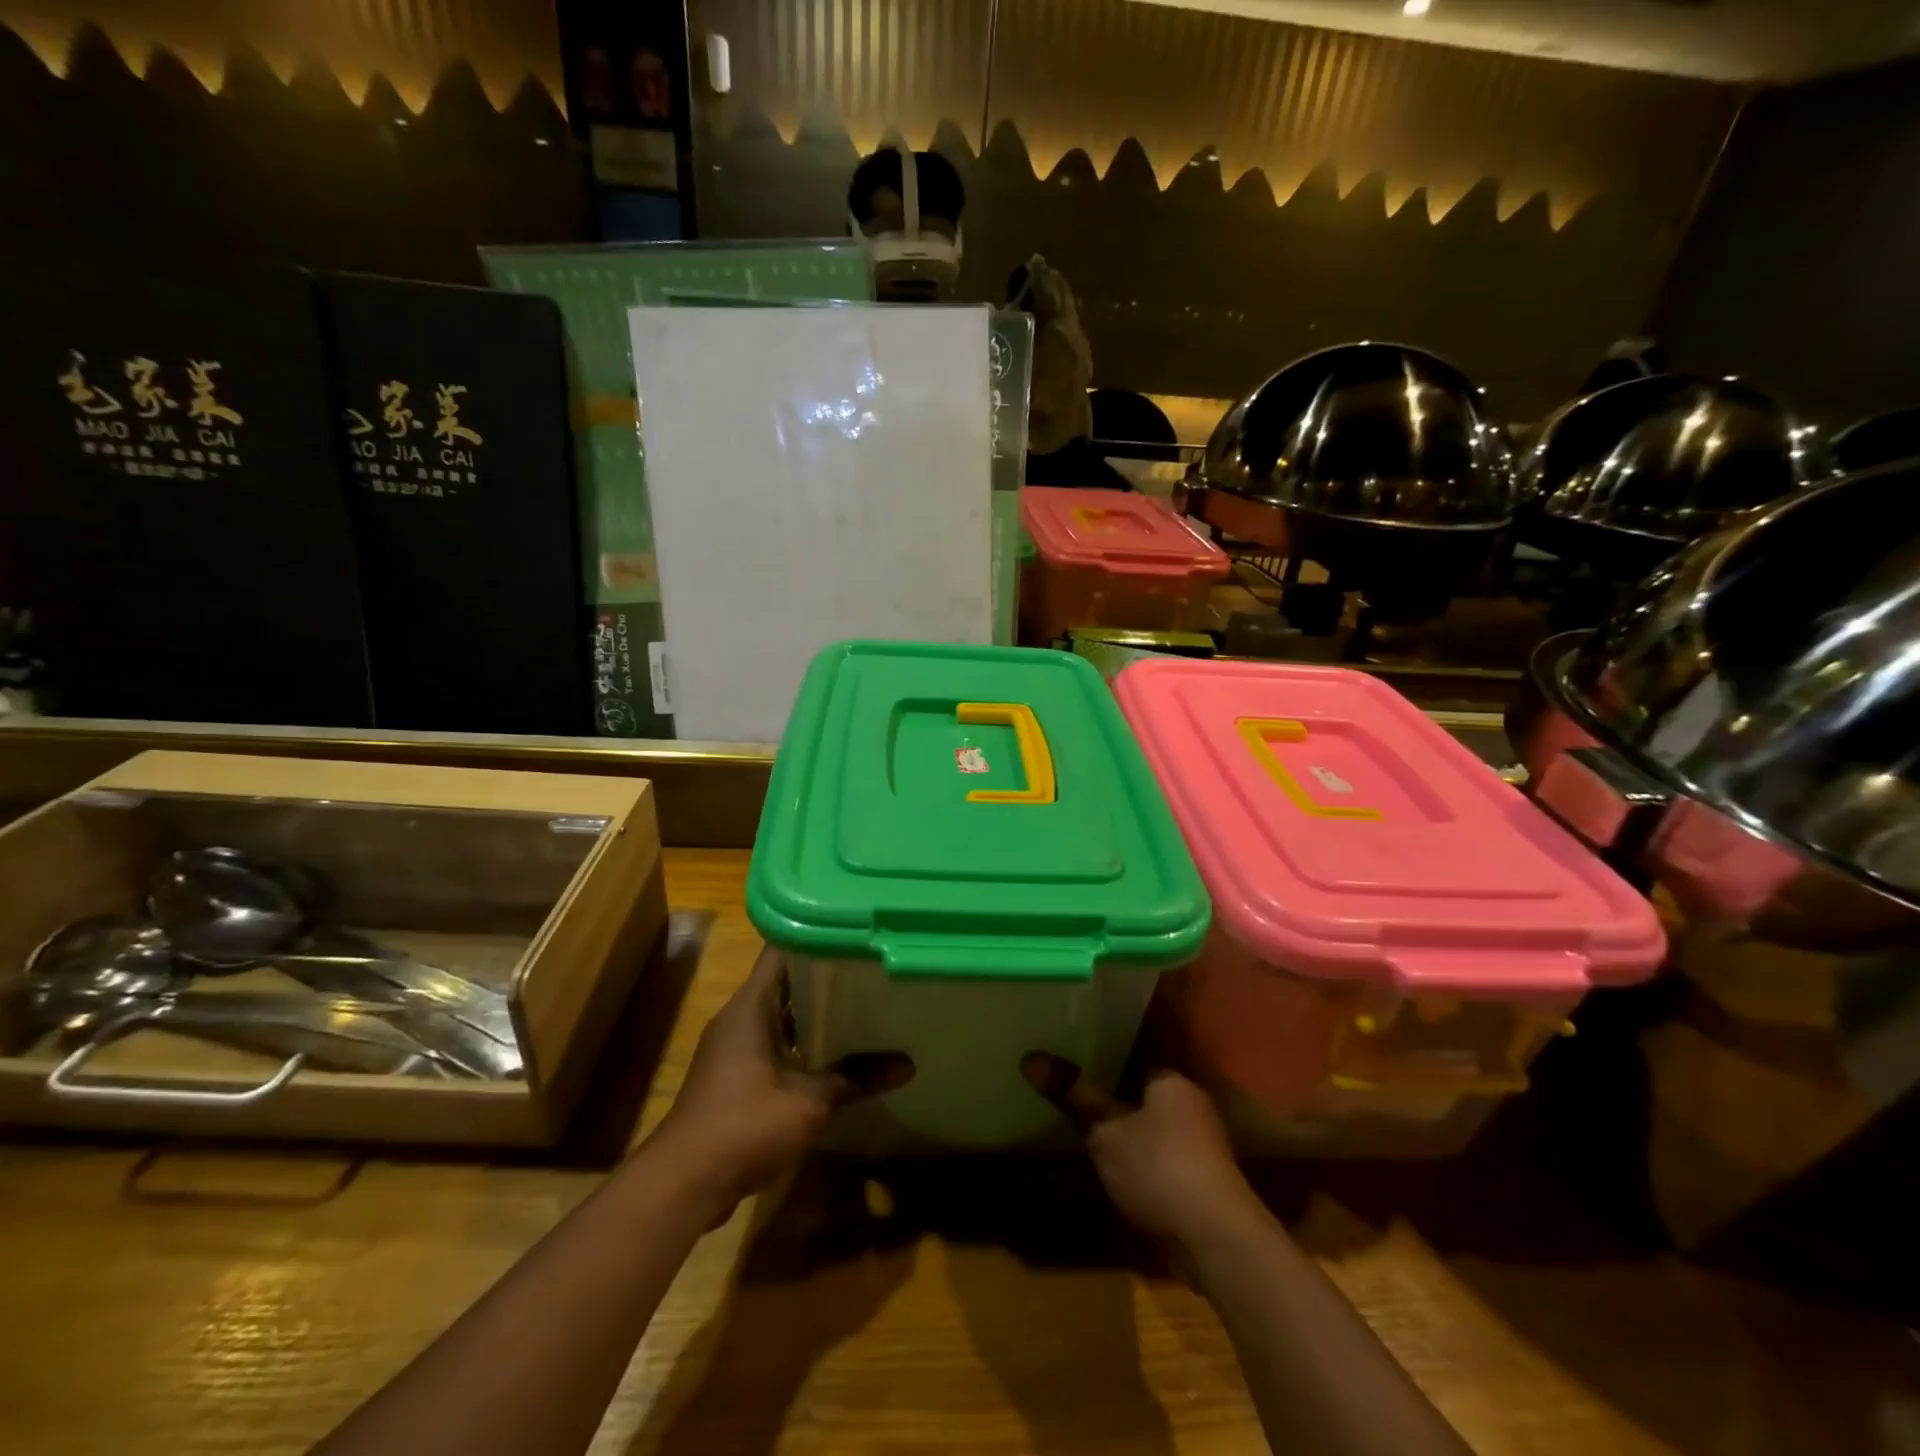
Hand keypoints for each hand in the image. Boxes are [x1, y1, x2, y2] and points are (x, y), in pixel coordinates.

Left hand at [654, 946, 909, 1223]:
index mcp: (750, 1007)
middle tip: (869, 973)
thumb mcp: (810, 1101)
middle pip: (784, 983)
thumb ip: (857, 1077)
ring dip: (813, 1016)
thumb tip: (908, 1064)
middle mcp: (738, 1019)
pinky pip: (772, 1046)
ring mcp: (732, 1050)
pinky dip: (800, 1045)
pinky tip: (833, 1057)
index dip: (815, 938)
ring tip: (860, 1009)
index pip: (781, 951)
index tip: (853, 938)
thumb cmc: (745, 1125)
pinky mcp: (732, 1079)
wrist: (684, 1185)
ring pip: (779, 1017)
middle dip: (824, 978)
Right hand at [1024, 1053, 1258, 1249]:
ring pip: (1150, 1124)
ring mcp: (1200, 1143)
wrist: (1217, 1242)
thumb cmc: (1159, 1168)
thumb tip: (1030, 1057)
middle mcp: (1190, 1102)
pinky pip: (1159, 1154)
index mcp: (1171, 1079)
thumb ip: (1073, 1095)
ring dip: (1125, 1129)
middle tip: (1069, 1087)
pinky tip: (1111, 1164)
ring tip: (1083, 1124)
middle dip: (1110, 1093)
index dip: (1101, 1054)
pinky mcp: (1201, 1179)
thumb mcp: (1105, 1131)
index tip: (1071, 1052)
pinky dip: (1138, 1156)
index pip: (1133, 1053)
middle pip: (1141, 1090)